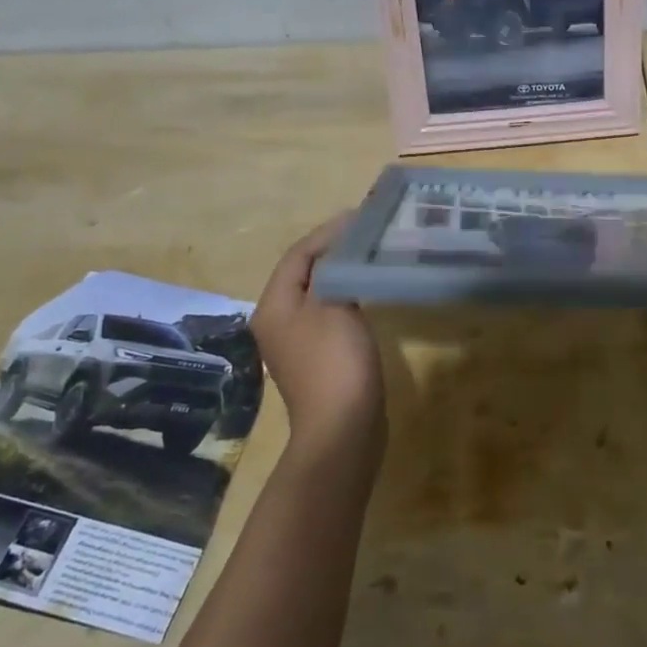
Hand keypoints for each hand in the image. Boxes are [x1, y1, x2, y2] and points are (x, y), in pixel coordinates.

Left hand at [251, 214, 385, 459]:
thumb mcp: (333, 306)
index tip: (361, 217)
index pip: (298, 254)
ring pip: (317, 294)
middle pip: (304, 272)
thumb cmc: (335, 361)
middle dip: (334, 250)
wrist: (342, 429)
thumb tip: (341, 246)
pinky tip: (368, 294)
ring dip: (341, 273)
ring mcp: (297, 343)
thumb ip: (334, 270)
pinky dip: (346, 297)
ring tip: (371, 256)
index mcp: (274, 306)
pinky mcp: (317, 359)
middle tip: (369, 234)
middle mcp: (277, 321)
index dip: (328, 233)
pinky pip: (328, 315)